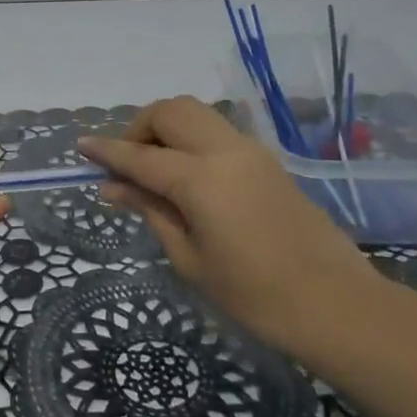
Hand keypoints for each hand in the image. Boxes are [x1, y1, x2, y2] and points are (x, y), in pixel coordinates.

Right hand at [79, 96, 377, 352]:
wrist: (336, 305)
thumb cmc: (255, 296)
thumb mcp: (191, 259)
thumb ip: (151, 211)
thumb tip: (113, 188)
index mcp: (201, 179)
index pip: (140, 155)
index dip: (106, 151)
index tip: (80, 147)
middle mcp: (225, 150)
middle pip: (170, 111)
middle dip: (139, 127)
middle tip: (128, 164)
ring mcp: (250, 150)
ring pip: (196, 112)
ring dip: (166, 127)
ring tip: (155, 167)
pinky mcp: (267, 159)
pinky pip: (217, 130)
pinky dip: (191, 137)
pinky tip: (187, 175)